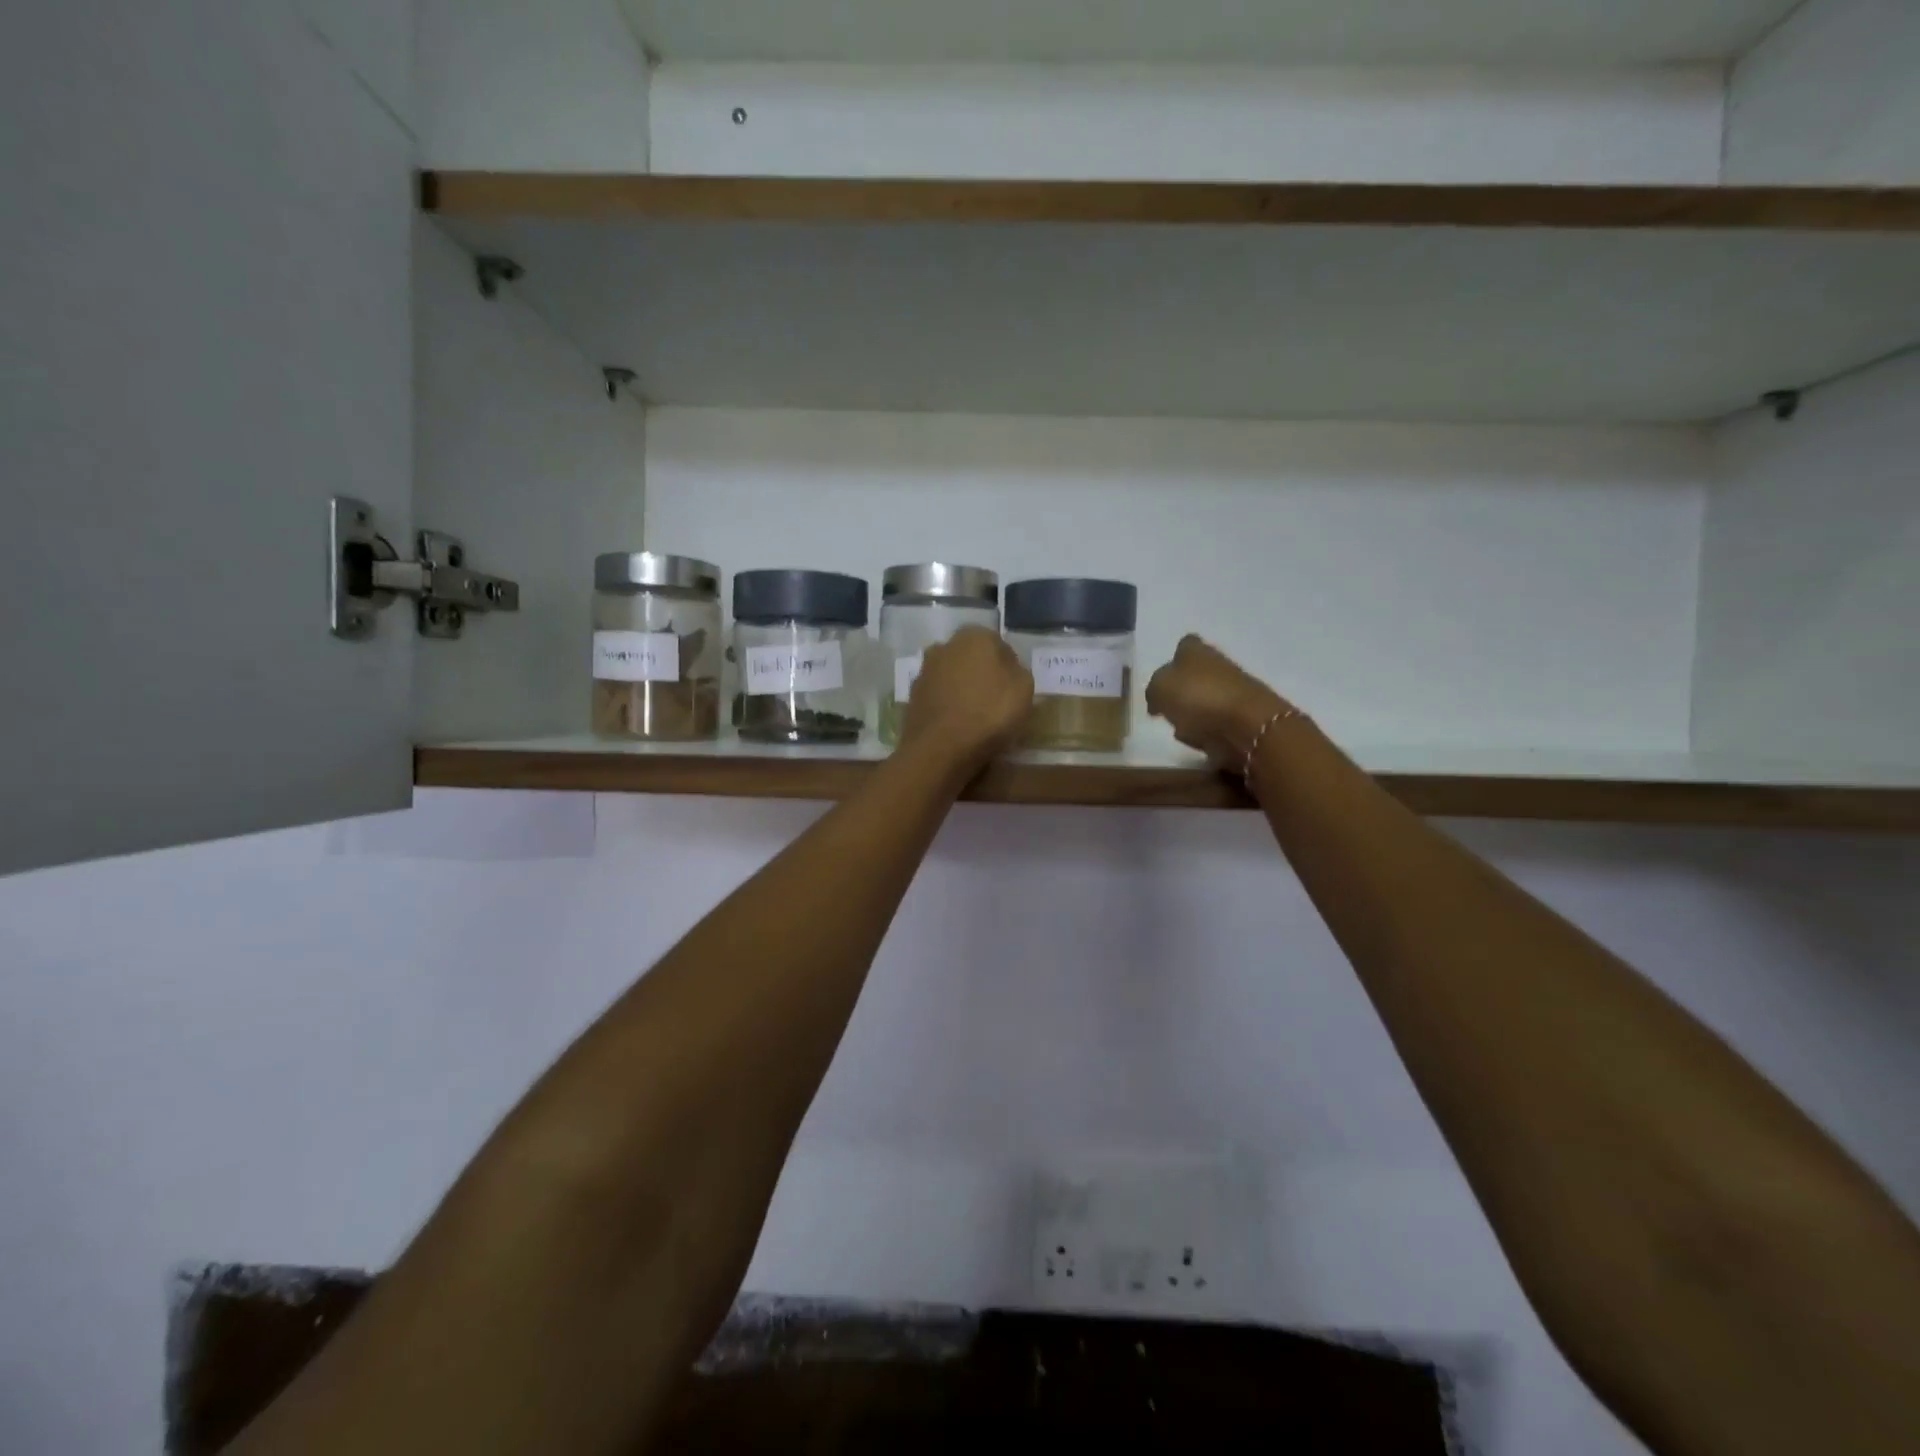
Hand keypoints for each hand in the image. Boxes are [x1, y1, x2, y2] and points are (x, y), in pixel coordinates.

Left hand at [899, 627, 1034, 772]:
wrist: (940, 748)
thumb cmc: (989, 713)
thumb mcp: (1024, 689)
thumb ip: (1018, 672)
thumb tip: (1008, 669)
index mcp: (975, 636)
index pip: (1000, 646)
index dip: (1010, 669)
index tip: (1015, 690)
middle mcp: (945, 645)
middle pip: (972, 659)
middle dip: (982, 675)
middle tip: (996, 702)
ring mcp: (925, 671)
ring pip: (952, 677)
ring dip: (962, 690)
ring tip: (976, 718)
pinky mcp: (912, 696)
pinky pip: (938, 697)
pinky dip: (947, 706)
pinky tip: (957, 726)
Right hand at [1145, 635, 1298, 767]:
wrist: (1249, 725)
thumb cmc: (1198, 698)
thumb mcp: (1159, 689)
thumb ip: (1153, 689)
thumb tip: (1157, 697)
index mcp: (1195, 650)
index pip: (1184, 645)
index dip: (1173, 660)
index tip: (1161, 681)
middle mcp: (1218, 664)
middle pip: (1197, 674)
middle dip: (1183, 690)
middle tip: (1166, 708)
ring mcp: (1236, 690)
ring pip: (1207, 698)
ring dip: (1195, 712)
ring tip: (1181, 729)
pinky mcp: (1246, 716)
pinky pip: (1219, 722)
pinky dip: (1209, 730)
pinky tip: (1200, 740)